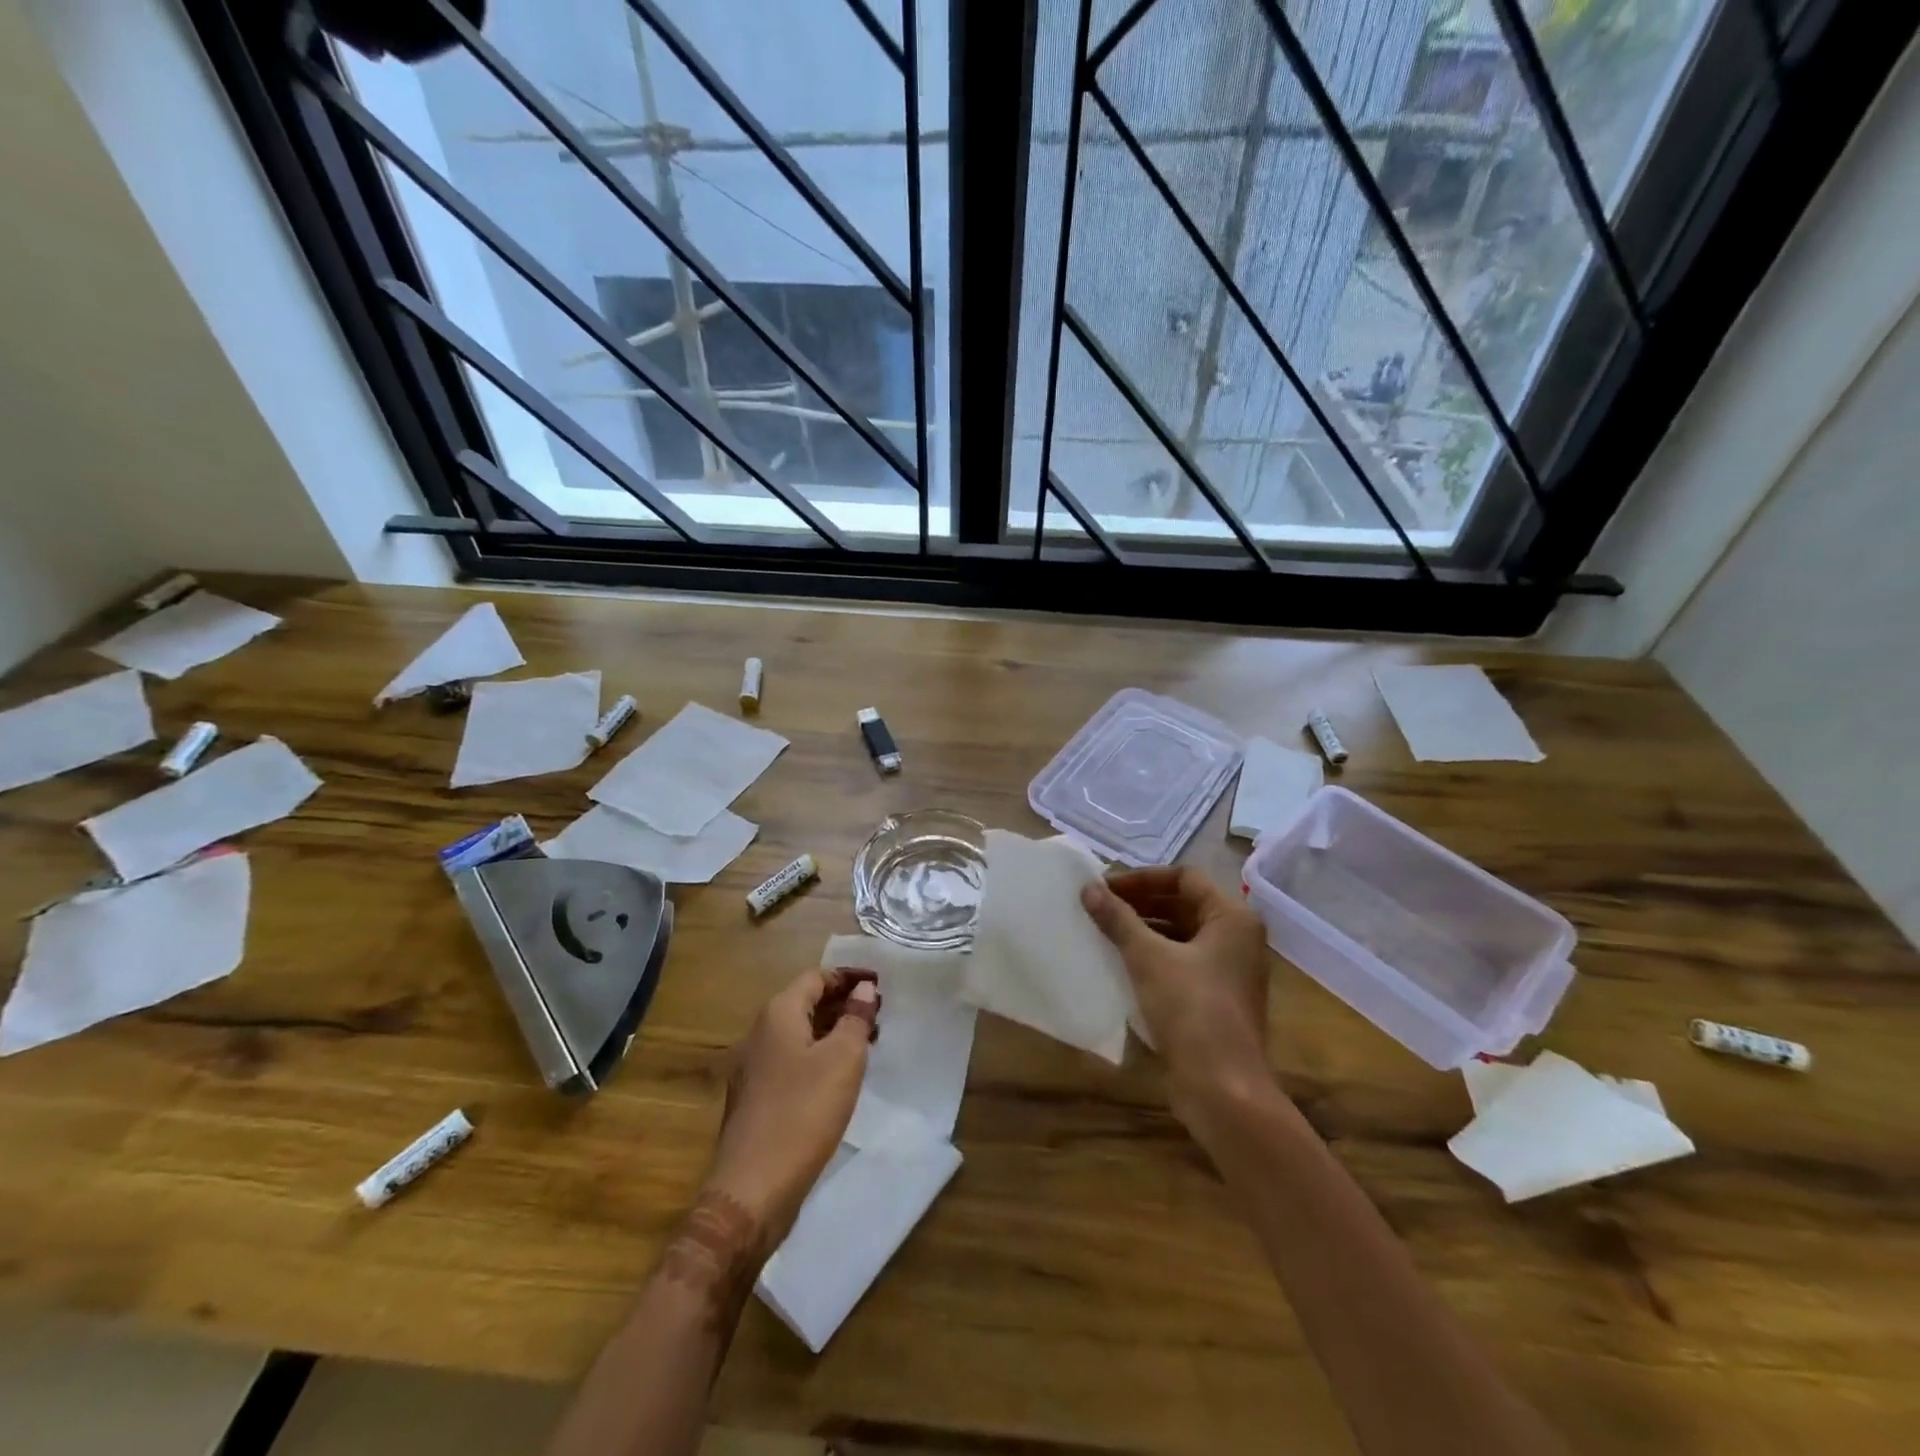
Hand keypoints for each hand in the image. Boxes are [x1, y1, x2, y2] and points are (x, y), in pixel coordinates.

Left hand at [703, 969, 879, 1245]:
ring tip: (866, 1044)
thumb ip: (855, 1018)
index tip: (880, 985)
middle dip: (842, 1003)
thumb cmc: (803, 1113)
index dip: (848, 976)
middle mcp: (759, 1033)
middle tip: (879, 1015)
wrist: (752, 1189)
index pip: (815, 977)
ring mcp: (752, 1067)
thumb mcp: (842, 1060)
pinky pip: (790, 1060)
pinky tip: (838, 1077)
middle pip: (805, 1002)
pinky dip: (817, 1056)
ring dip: (832, 1031)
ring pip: (798, 1034)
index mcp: (777, 1014)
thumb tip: (864, 989)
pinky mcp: (754, 1097)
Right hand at [1081, 867, 1271, 1119]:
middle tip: (1099, 906)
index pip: (1184, 877)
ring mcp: (1230, 970)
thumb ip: (1118, 919)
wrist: (1223, 1089)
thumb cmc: (1192, 1010)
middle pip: (1184, 904)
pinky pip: (1182, 962)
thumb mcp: (1148, 958)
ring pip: (1181, 935)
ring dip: (1144, 929)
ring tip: (1104, 931)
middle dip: (1140, 902)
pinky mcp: (1217, 998)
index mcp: (1232, 918)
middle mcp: (1237, 938)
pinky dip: (1153, 956)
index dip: (1142, 878)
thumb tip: (1088, 888)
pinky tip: (1120, 963)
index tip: (1106, 887)